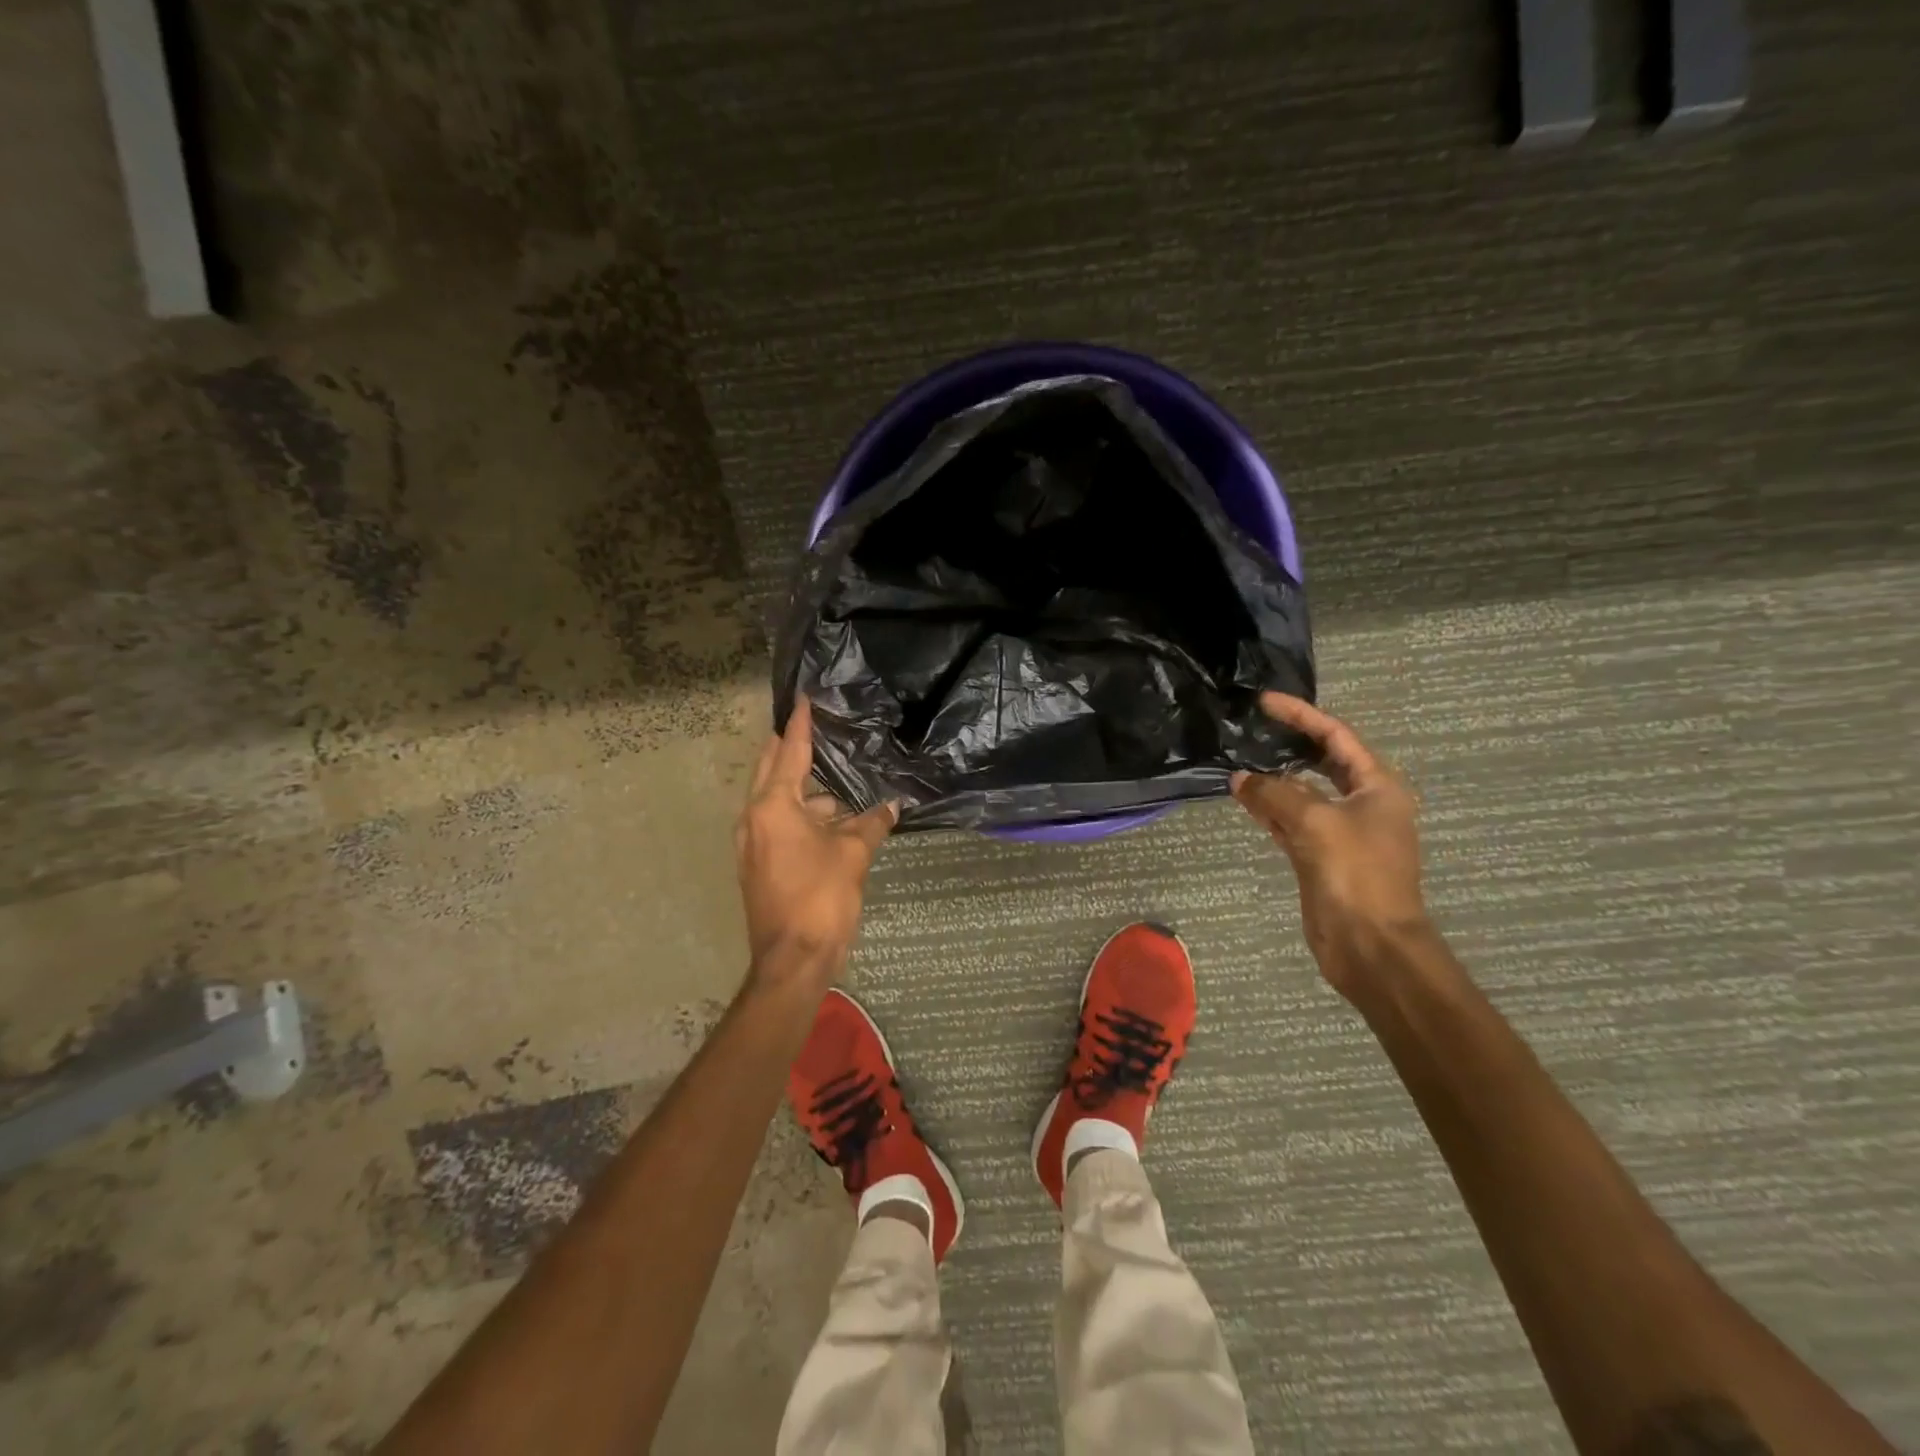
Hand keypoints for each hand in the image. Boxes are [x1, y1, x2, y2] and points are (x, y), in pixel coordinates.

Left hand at [735, 697, 896, 989]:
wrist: (792, 960)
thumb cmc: (821, 898)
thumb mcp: (853, 855)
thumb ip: (872, 824)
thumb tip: (893, 806)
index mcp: (773, 807)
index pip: (789, 753)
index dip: (800, 724)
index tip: (803, 698)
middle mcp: (754, 818)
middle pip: (771, 770)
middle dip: (789, 748)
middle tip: (810, 726)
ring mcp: (752, 843)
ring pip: (777, 801)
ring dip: (804, 790)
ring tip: (837, 783)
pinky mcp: (758, 864)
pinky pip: (778, 824)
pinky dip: (801, 815)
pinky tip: (830, 821)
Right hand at [1231, 693, 1431, 998]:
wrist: (1370, 944)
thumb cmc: (1355, 874)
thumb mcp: (1315, 822)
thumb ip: (1275, 793)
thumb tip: (1240, 778)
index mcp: (1377, 786)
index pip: (1336, 736)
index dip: (1301, 715)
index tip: (1265, 702)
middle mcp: (1362, 803)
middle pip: (1321, 762)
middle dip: (1287, 744)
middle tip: (1249, 728)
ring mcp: (1341, 831)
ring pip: (1302, 793)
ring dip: (1273, 779)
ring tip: (1237, 760)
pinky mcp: (1321, 856)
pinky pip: (1291, 821)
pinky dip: (1269, 809)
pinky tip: (1243, 797)